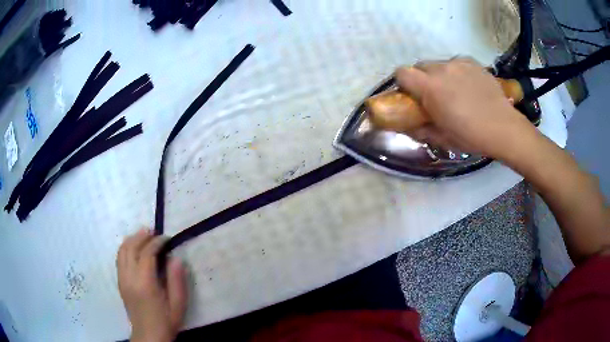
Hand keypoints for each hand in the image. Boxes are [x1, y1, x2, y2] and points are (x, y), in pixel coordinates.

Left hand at [117, 229, 186, 341]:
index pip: (146, 254)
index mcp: (145, 283)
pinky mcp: (119, 282)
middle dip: (142, 236)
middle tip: (154, 231)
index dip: (156, 242)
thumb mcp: (178, 304)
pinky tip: (134, 248)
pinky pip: (119, 258)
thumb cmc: (166, 321)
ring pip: (122, 251)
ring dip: (132, 239)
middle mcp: (129, 278)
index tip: (166, 238)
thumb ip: (177, 281)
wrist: (149, 335)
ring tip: (143, 235)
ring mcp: (122, 279)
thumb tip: (175, 258)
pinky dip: (126, 248)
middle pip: (131, 248)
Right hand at [396, 57, 536, 159]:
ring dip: (440, 76)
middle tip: (434, 96)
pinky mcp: (473, 63)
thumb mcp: (443, 138)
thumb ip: (421, 129)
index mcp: (430, 87)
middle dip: (422, 79)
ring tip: (455, 92)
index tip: (411, 95)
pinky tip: (468, 86)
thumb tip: (410, 125)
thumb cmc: (471, 136)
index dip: (402, 83)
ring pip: (439, 64)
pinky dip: (457, 72)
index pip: (402, 73)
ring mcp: (459, 63)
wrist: (504, 128)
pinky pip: (456, 63)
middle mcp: (441, 68)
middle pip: (420, 66)